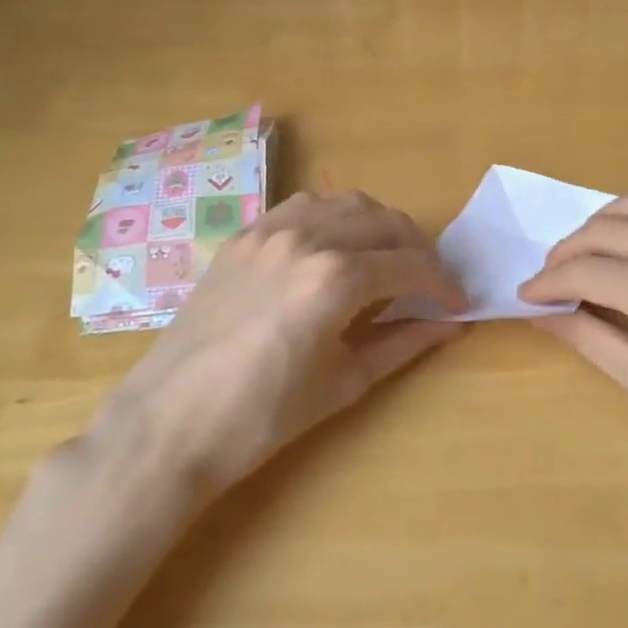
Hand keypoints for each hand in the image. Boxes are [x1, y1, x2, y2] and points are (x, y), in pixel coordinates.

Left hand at [89, 190, 466, 502]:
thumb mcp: (344, 382)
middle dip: (418, 248)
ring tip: (388, 257)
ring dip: (378, 224)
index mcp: (335, 277)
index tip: (458, 302)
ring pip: (345, 203)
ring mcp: (270, 230)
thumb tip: (450, 326)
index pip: (410, 265)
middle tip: (430, 281)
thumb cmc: (262, 417)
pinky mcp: (244, 236)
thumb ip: (403, 344)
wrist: (168, 424)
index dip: (443, 283)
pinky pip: (302, 207)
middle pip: (384, 222)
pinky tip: (336, 246)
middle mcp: (307, 237)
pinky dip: (333, 217)